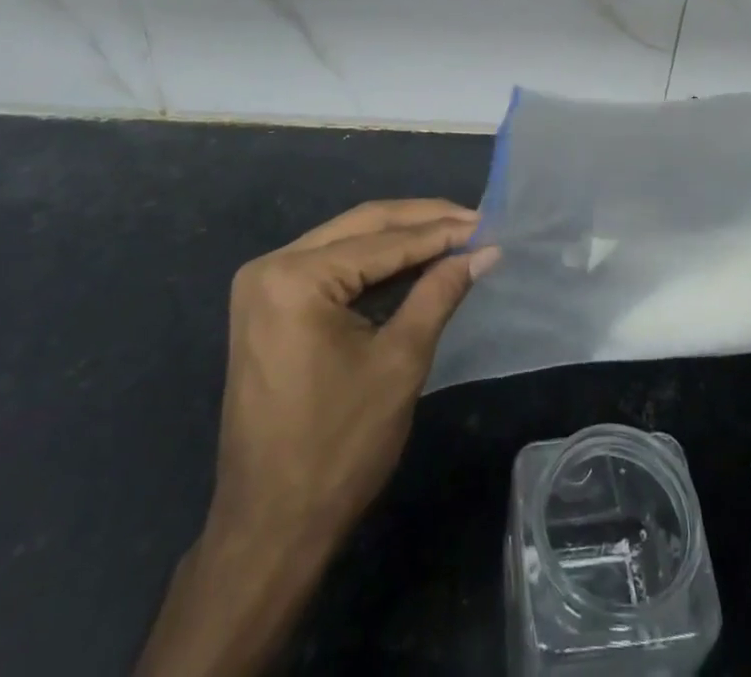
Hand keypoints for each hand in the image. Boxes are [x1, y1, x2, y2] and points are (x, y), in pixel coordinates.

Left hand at [209, 199, 495, 550]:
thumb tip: (486, 251)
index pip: (383, 241)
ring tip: (453, 234)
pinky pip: (330, 265)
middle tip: (473, 221)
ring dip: (400, 238)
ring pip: (347, 240)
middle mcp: (271, 266)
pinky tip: (413, 260)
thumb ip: (439, 293)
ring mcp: (263, 285)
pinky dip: (373, 262)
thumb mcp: (400, 361)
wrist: (269, 529)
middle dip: (421, 221)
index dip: (440, 232)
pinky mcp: (268, 305)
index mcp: (295, 278)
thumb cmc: (338, 448)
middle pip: (362, 226)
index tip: (486, 224)